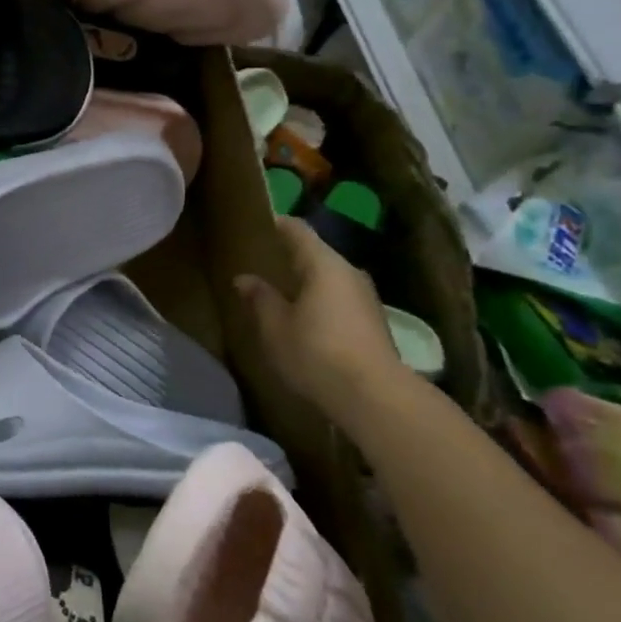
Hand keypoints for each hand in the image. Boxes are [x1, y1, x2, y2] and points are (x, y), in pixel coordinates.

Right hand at [236, 216, 406, 428]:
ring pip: (330, 279)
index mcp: (323, 265)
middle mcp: (349, 273)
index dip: (278, 225)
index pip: (298, 231)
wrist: (375, 397)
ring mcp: (366, 298)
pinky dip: (320, 301)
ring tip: (280, 292)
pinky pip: (340, 300)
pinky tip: (305, 319)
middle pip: (317, 255)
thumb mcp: (275, 327)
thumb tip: (245, 278)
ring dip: (307, 283)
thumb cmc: (316, 353)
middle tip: (263, 263)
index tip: (259, 224)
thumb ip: (260, 298)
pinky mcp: (373, 323)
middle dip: (290, 257)